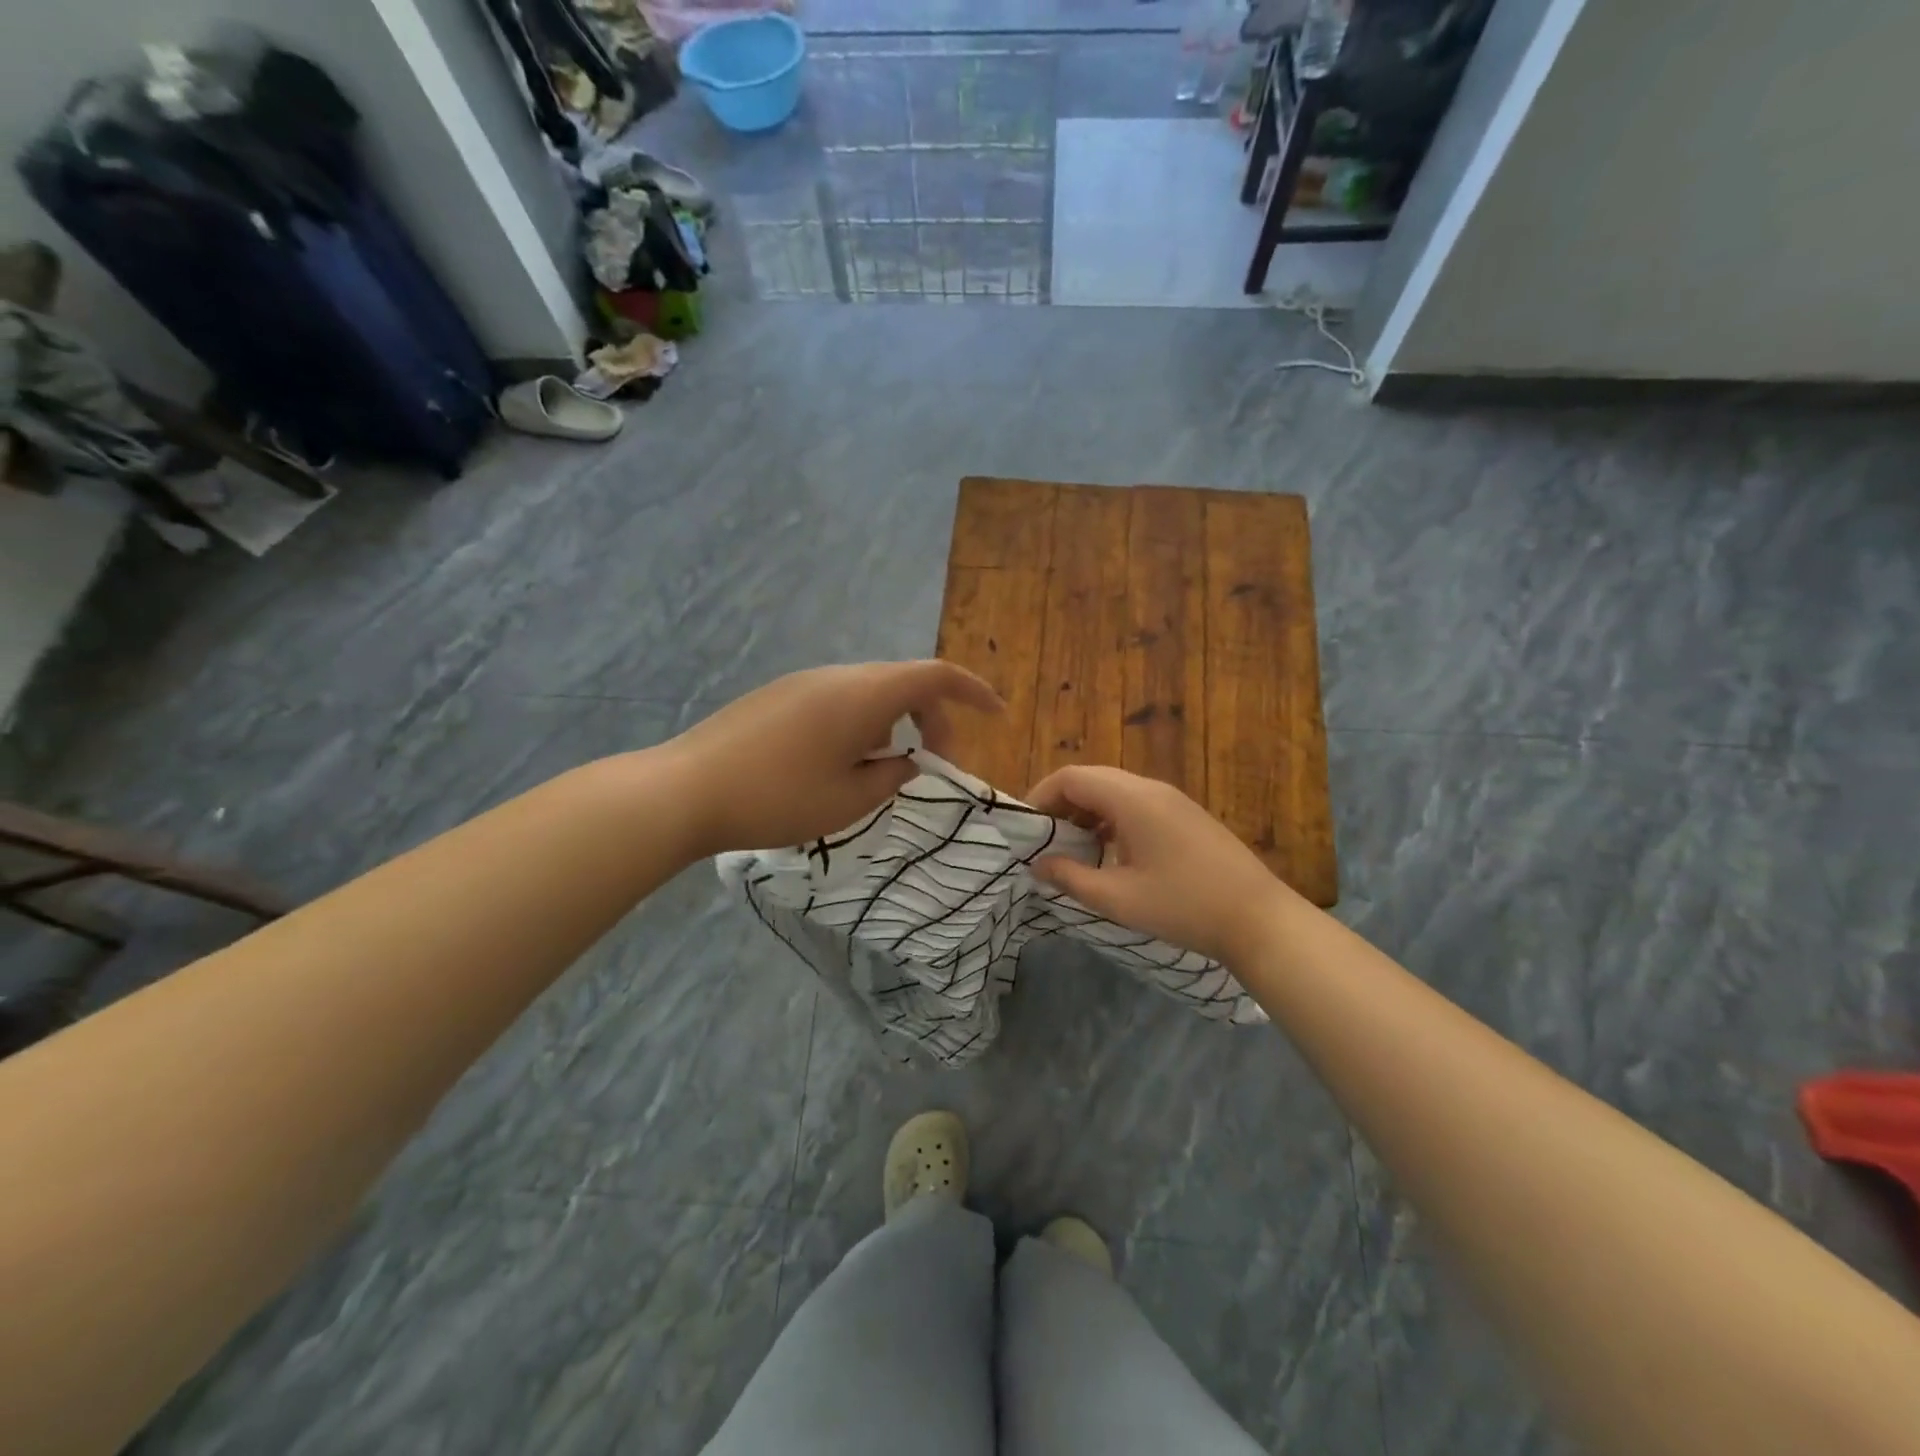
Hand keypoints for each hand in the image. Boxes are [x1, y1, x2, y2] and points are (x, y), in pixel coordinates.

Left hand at [665, 661, 1001, 856]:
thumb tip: (905, 762)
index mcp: (863, 694)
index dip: (973, 691)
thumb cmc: (777, 798)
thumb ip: (891, 776)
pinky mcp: (778, 697)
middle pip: (903, 681)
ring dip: (893, 722)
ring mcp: (803, 682)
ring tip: (882, 768)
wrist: (684, 790)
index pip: (935, 675)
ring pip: (869, 691)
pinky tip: (839, 762)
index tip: (997, 714)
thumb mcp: (849, 800)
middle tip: (933, 762)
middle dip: (932, 716)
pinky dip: (861, 722)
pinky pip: (838, 699)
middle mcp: (836, 676)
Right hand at [1026, 765, 1295, 965]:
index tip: (1026, 829)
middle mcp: (1150, 788)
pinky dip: (1110, 820)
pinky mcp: (1185, 816)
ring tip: (1072, 850)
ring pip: (1114, 792)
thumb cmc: (1183, 905)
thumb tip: (1038, 865)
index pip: (1071, 777)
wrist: (1259, 918)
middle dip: (1061, 805)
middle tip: (1044, 840)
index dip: (1040, 797)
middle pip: (1091, 779)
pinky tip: (1109, 853)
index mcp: (1131, 798)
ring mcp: (1172, 800)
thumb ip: (1070, 877)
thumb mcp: (1118, 898)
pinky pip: (1136, 804)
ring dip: (1086, 813)